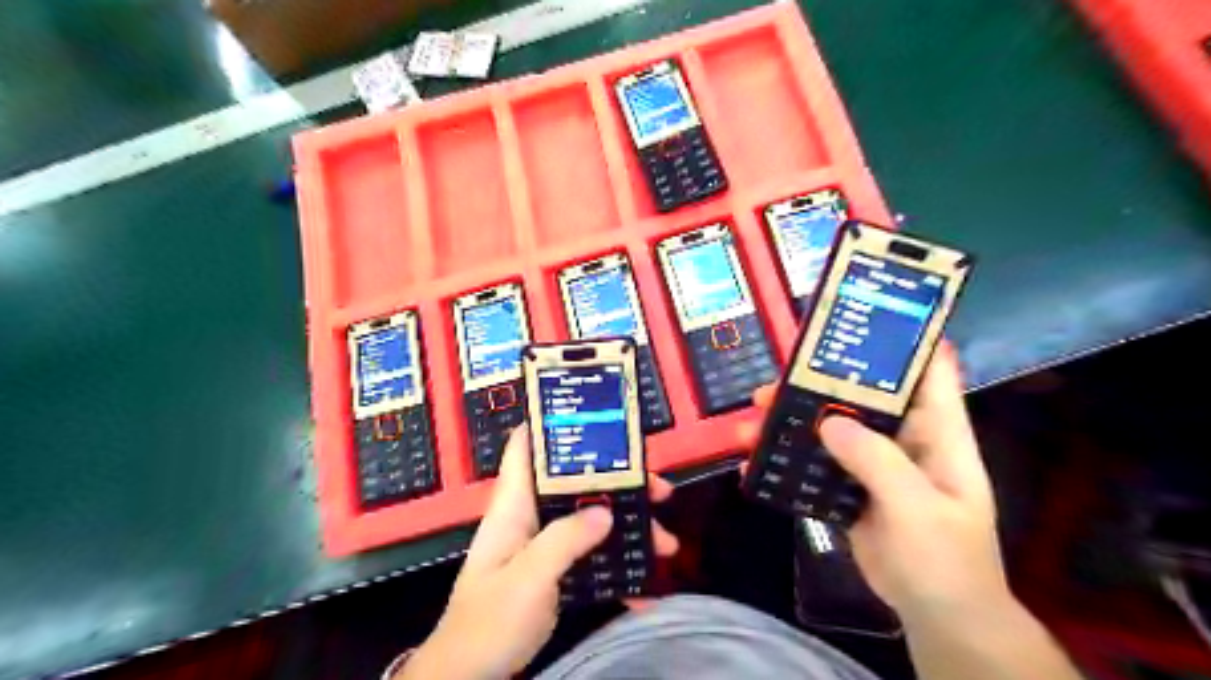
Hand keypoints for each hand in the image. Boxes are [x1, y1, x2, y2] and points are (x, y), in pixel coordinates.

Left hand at [400, 421, 676, 675]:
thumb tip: (605, 511)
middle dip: (618, 483)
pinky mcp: (554, 574)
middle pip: (575, 484)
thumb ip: (564, 540)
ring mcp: (543, 547)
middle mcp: (531, 518)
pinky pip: (591, 559)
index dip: (552, 425)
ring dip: (627, 529)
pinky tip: (646, 588)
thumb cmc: (488, 622)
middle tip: (658, 490)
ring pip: (590, 520)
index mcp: (514, 506)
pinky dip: (618, 569)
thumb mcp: (527, 578)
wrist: (468, 678)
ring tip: (665, 543)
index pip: (525, 448)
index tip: (596, 417)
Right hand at [743, 345, 1007, 627]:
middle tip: (771, 385)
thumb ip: (878, 463)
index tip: (857, 320)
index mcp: (937, 433)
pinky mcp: (849, 488)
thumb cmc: (946, 559)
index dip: (901, 341)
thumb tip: (828, 422)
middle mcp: (903, 438)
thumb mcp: (918, 509)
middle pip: (859, 397)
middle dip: (815, 385)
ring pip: (828, 428)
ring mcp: (874, 464)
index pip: (927, 372)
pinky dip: (786, 462)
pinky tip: (755, 466)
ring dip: (790, 423)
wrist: (936, 616)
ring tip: (751, 423)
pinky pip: (814, 465)